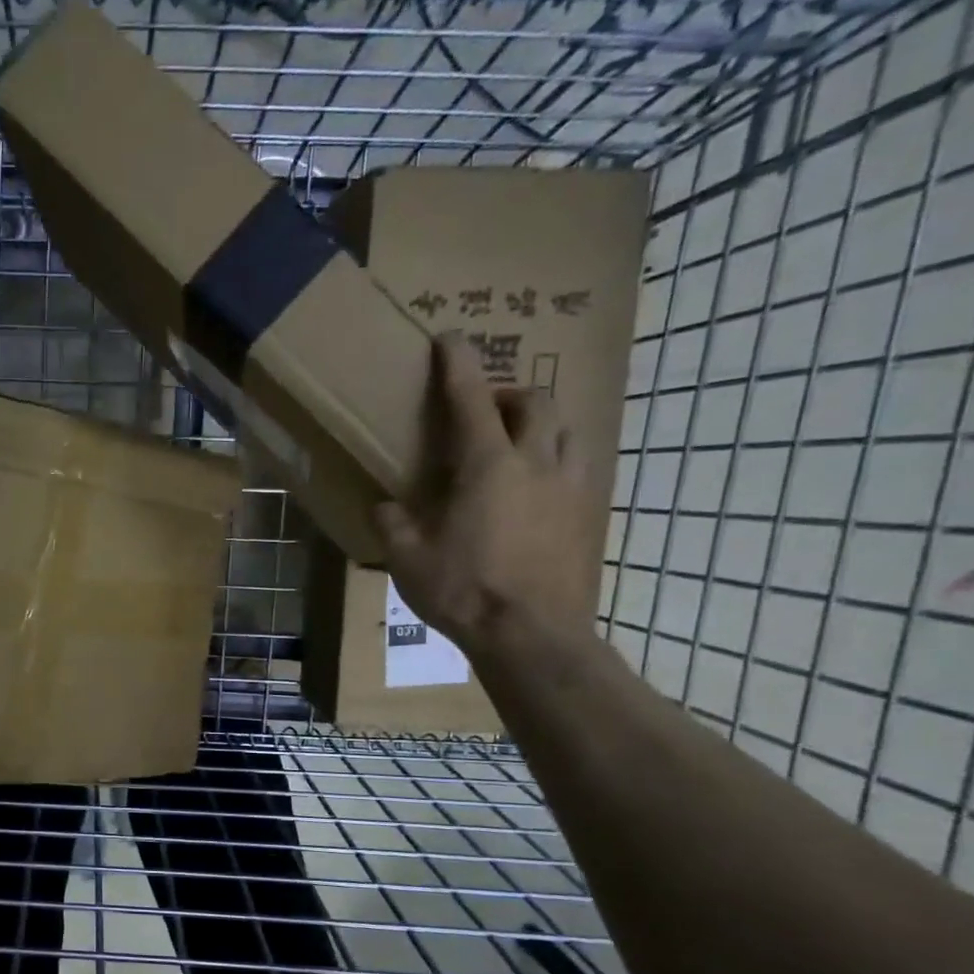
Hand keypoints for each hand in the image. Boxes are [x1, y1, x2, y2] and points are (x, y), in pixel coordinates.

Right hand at [373, 334, 598, 658]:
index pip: (471, 400)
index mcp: (488, 466)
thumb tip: (386, 505)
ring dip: (540, 424)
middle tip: (483, 411)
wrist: (532, 635)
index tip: (451, 338)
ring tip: (515, 444)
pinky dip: (554, 461)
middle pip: (536, 402)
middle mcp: (537, 464)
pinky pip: (576, 468)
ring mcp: (570, 488)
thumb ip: (395, 522)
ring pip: (566, 430)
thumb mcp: (408, 558)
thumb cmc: (464, 590)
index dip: (459, 365)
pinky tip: (534, 489)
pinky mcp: (588, 515)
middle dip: (509, 393)